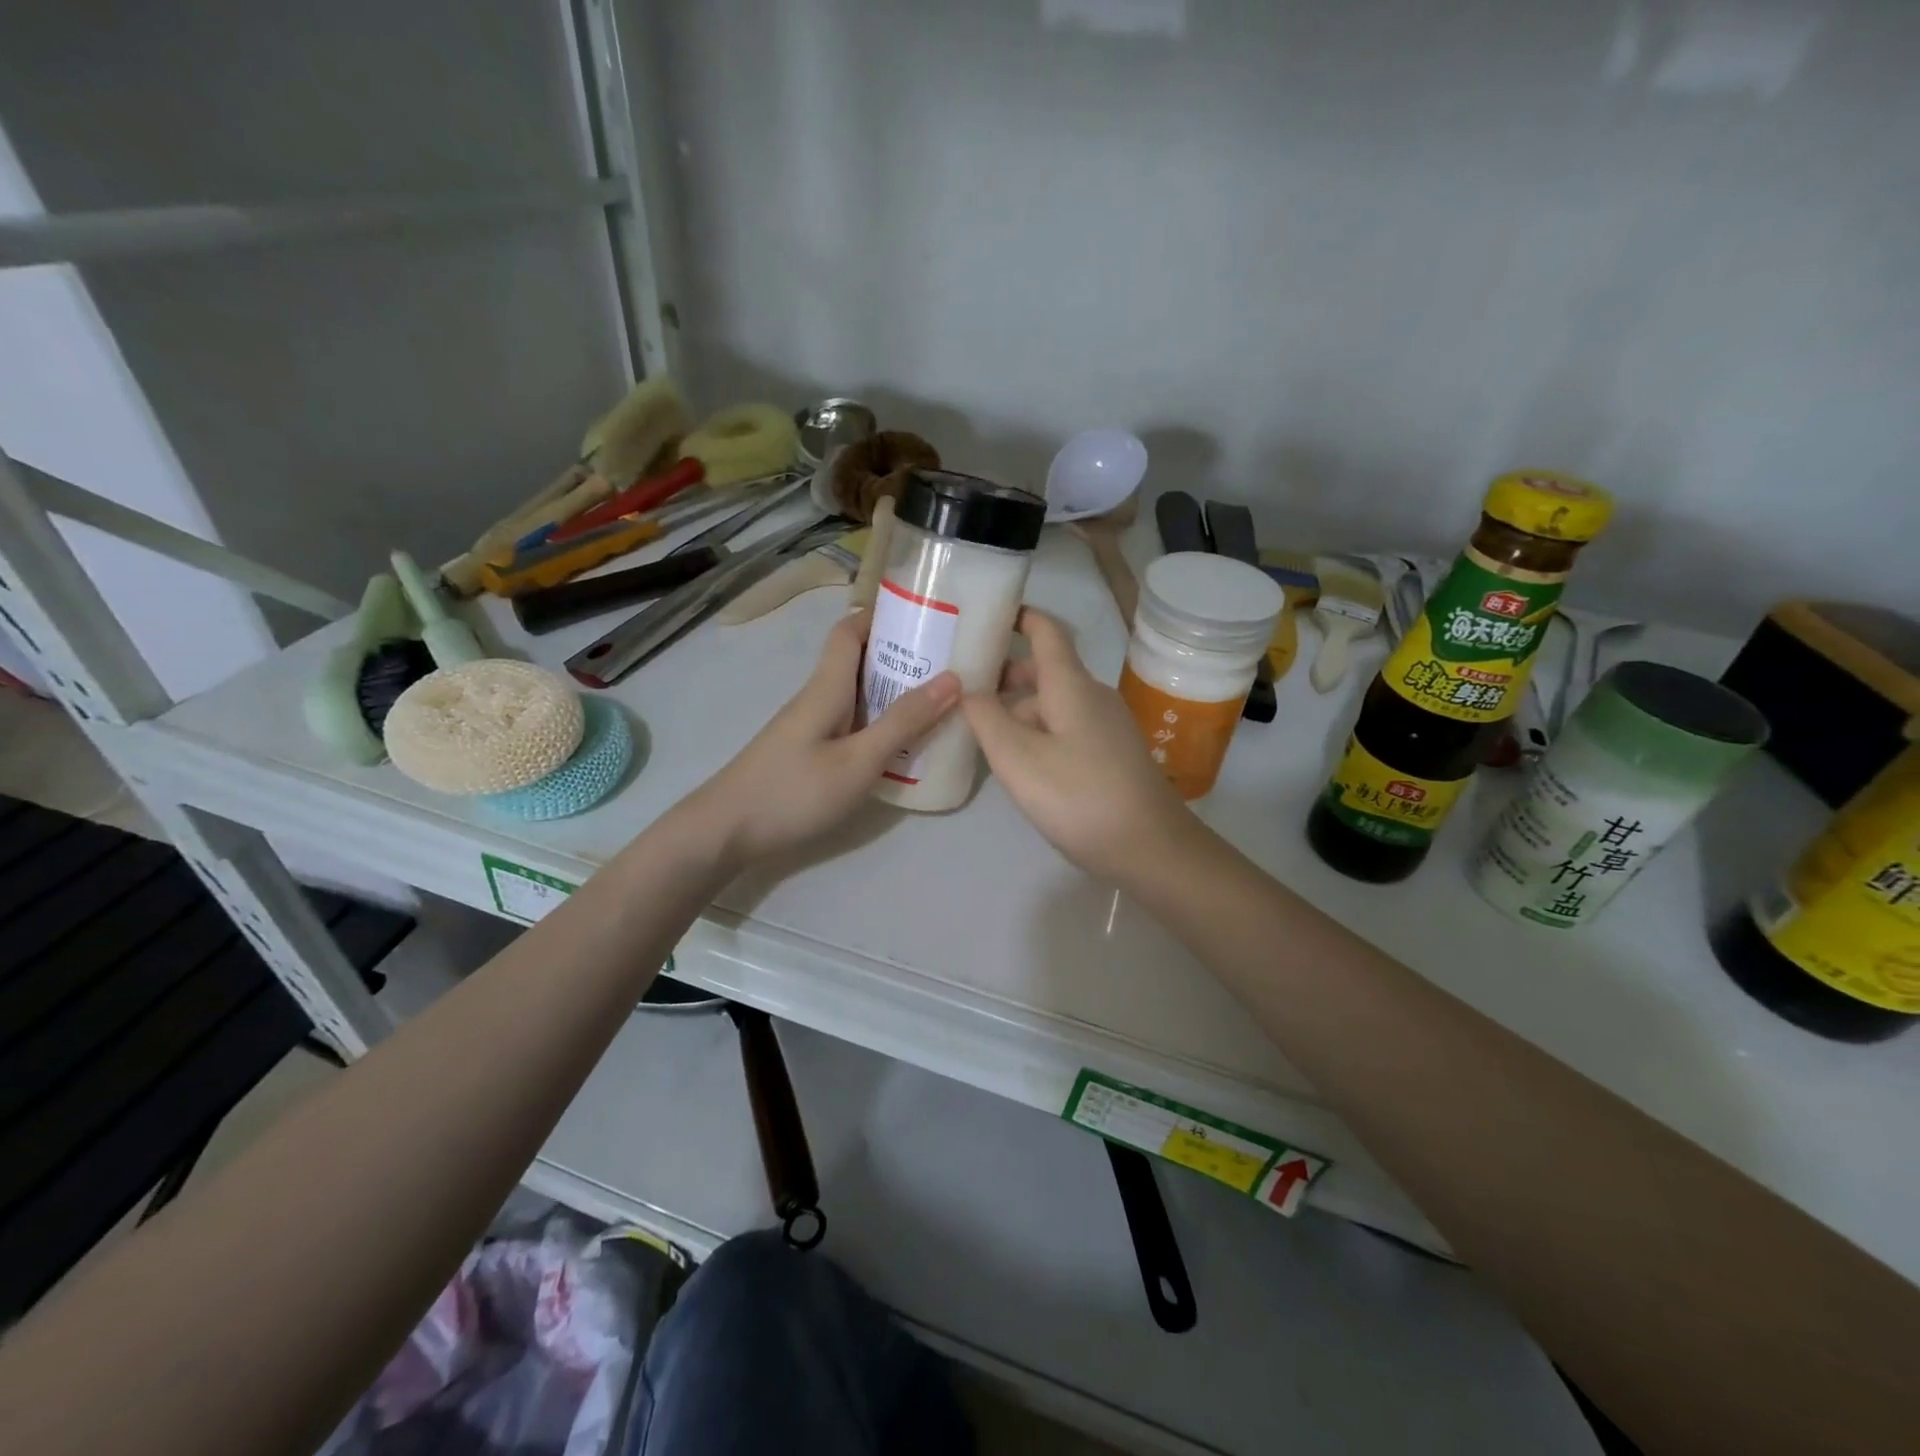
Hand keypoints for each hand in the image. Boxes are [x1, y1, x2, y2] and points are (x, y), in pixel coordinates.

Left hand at [687, 610, 958, 865]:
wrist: (724, 832)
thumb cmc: (794, 791)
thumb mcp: (859, 760)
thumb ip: (903, 722)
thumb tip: (952, 678)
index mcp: (827, 687)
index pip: (849, 630)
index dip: (882, 616)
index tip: (926, 618)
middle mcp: (816, 698)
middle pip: (857, 661)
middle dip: (900, 657)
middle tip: (948, 667)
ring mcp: (808, 727)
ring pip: (855, 696)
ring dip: (892, 694)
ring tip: (936, 705)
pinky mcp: (806, 753)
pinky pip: (849, 724)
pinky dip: (877, 725)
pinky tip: (899, 748)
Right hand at [963, 608, 1197, 882]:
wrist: (1150, 847)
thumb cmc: (1079, 796)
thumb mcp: (1018, 758)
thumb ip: (986, 718)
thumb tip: (969, 690)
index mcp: (1071, 685)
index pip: (1046, 631)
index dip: (1019, 616)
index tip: (987, 615)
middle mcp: (1092, 696)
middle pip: (1046, 671)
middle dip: (1006, 675)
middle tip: (964, 690)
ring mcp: (1107, 726)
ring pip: (1054, 704)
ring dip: (1019, 710)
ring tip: (981, 734)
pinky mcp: (1112, 754)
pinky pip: (1067, 728)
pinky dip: (1038, 732)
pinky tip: (1019, 763)